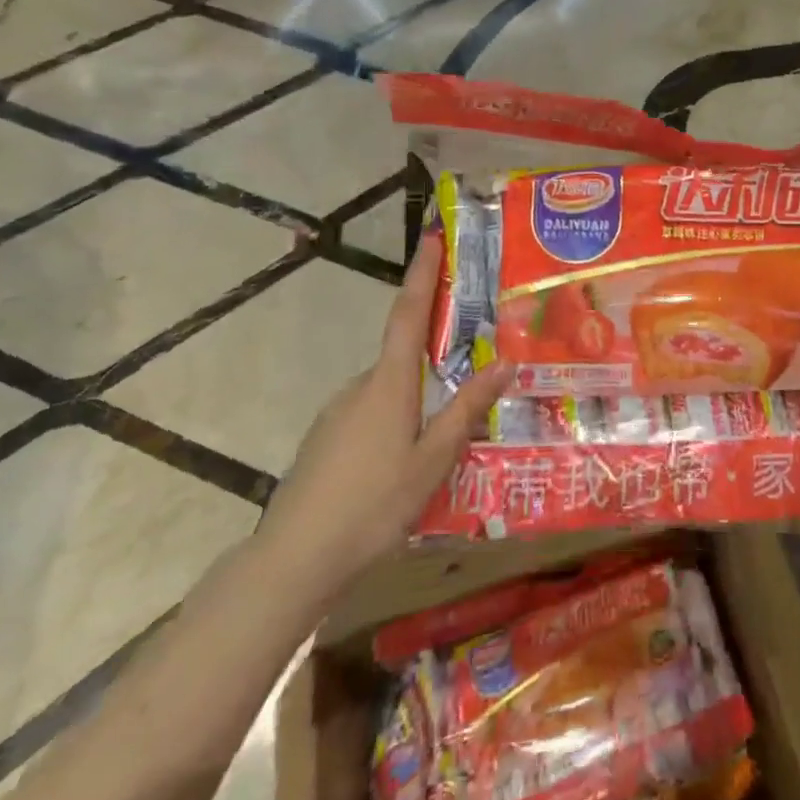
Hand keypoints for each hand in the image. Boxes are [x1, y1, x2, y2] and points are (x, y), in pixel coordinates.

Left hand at [257, 234, 511, 603]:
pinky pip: (371, 418)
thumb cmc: (373, 504)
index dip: (422, 274)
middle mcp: (360, 387)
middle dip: (434, 360)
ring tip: (443, 441)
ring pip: (388, 394)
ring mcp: (337, 415)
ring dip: (416, 404)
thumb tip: (506, 361)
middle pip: (402, 358)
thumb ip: (468, 409)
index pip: (409, 314)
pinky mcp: (325, 442)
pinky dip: (395, 425)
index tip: (432, 238)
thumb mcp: (433, 459)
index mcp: (388, 384)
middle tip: (468, 376)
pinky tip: (406, 466)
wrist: (293, 561)